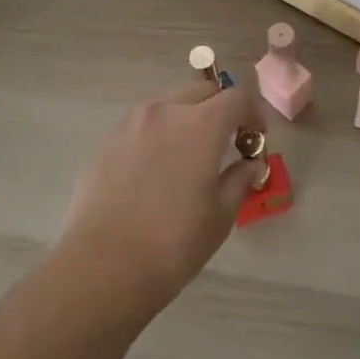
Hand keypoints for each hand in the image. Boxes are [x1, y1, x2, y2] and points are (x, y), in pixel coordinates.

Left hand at [57, 79, 267, 317]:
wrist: (102, 266)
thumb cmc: (173, 244)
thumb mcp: (220, 216)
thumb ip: (239, 180)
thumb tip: (251, 164)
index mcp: (200, 125)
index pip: (236, 98)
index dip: (253, 112)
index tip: (256, 136)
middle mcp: (165, 111)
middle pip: (202, 92)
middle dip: (220, 109)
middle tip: (226, 141)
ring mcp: (131, 123)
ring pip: (169, 104)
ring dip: (187, 118)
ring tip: (189, 155)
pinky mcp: (107, 140)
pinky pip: (142, 124)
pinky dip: (158, 134)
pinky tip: (155, 170)